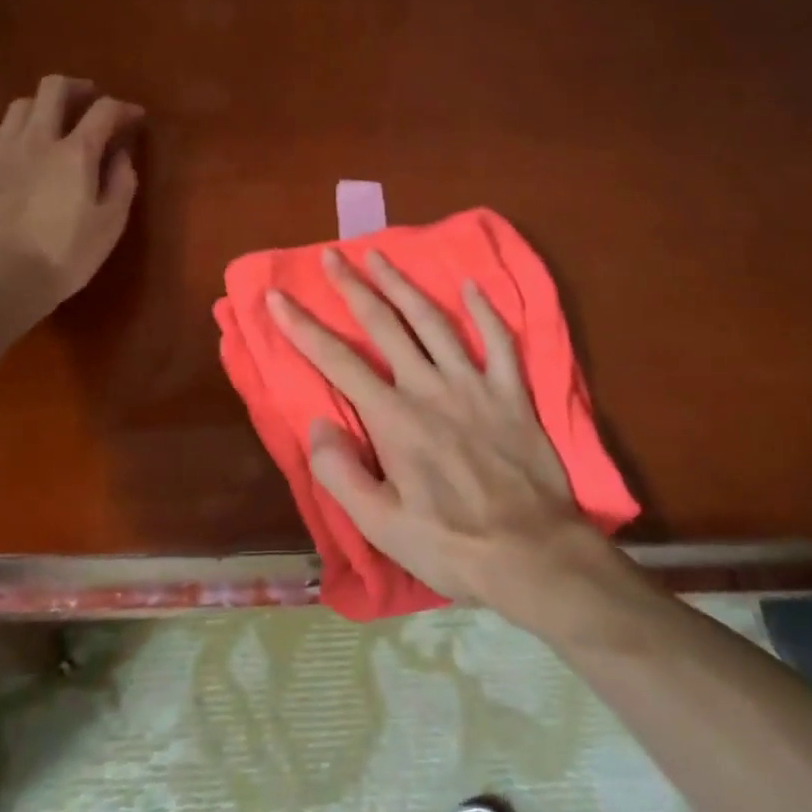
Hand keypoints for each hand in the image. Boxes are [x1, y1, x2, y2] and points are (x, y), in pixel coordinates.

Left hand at [0, 75, 143, 312]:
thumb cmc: (64, 256)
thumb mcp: (110, 224)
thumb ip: (121, 183)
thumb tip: (121, 154)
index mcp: (76, 152)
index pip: (104, 111)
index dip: (123, 108)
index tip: (134, 117)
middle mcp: (36, 140)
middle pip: (54, 89)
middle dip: (76, 88)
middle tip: (89, 100)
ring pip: (18, 107)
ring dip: (39, 108)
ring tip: (49, 124)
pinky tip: (4, 147)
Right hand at [265, 248, 619, 623]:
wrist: (534, 556)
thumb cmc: (451, 545)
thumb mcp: (381, 527)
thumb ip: (340, 474)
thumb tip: (315, 425)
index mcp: (394, 419)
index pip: (337, 362)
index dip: (302, 326)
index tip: (276, 295)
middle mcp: (430, 388)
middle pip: (384, 325)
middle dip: (353, 287)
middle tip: (331, 255)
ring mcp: (474, 385)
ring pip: (433, 321)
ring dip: (403, 285)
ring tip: (380, 255)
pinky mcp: (511, 393)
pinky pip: (499, 342)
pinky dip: (484, 312)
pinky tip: (470, 286)